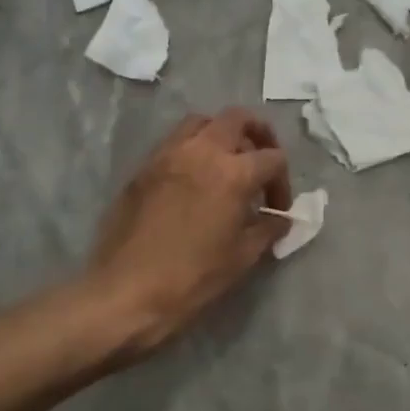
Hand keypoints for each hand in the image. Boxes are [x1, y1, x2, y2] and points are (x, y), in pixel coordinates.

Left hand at [86, 109, 292, 358]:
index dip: (282, 182)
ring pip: (202, 122)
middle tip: (261, 162)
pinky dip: (193, 148)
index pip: (272, 158)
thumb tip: (281, 218)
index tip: (277, 208)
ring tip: (227, 164)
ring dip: (221, 134)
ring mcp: (168, 155)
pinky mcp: (144, 167)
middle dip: (258, 134)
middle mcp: (201, 151)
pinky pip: (175, 141)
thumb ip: (268, 228)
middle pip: (238, 119)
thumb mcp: (242, 256)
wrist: (127, 291)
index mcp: (232, 173)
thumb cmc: (192, 277)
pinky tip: (195, 179)